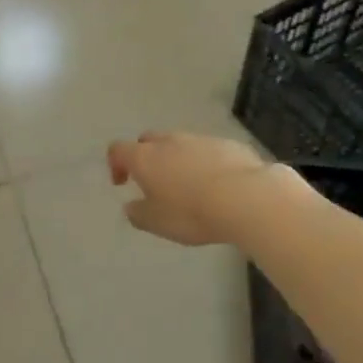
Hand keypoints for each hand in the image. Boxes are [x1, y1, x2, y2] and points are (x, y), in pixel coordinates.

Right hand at [107, 131, 285, 247]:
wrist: (247, 197)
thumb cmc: (192, 212)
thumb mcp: (157, 223)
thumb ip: (138, 214)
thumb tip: (132, 206)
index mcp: (145, 158)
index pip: (118, 150)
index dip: (115, 164)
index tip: (122, 184)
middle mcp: (170, 141)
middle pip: (148, 140)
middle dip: (146, 157)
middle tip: (154, 181)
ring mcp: (200, 140)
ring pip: (180, 144)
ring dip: (177, 160)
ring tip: (189, 186)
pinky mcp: (228, 144)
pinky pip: (208, 151)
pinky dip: (205, 163)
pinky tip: (217, 185)